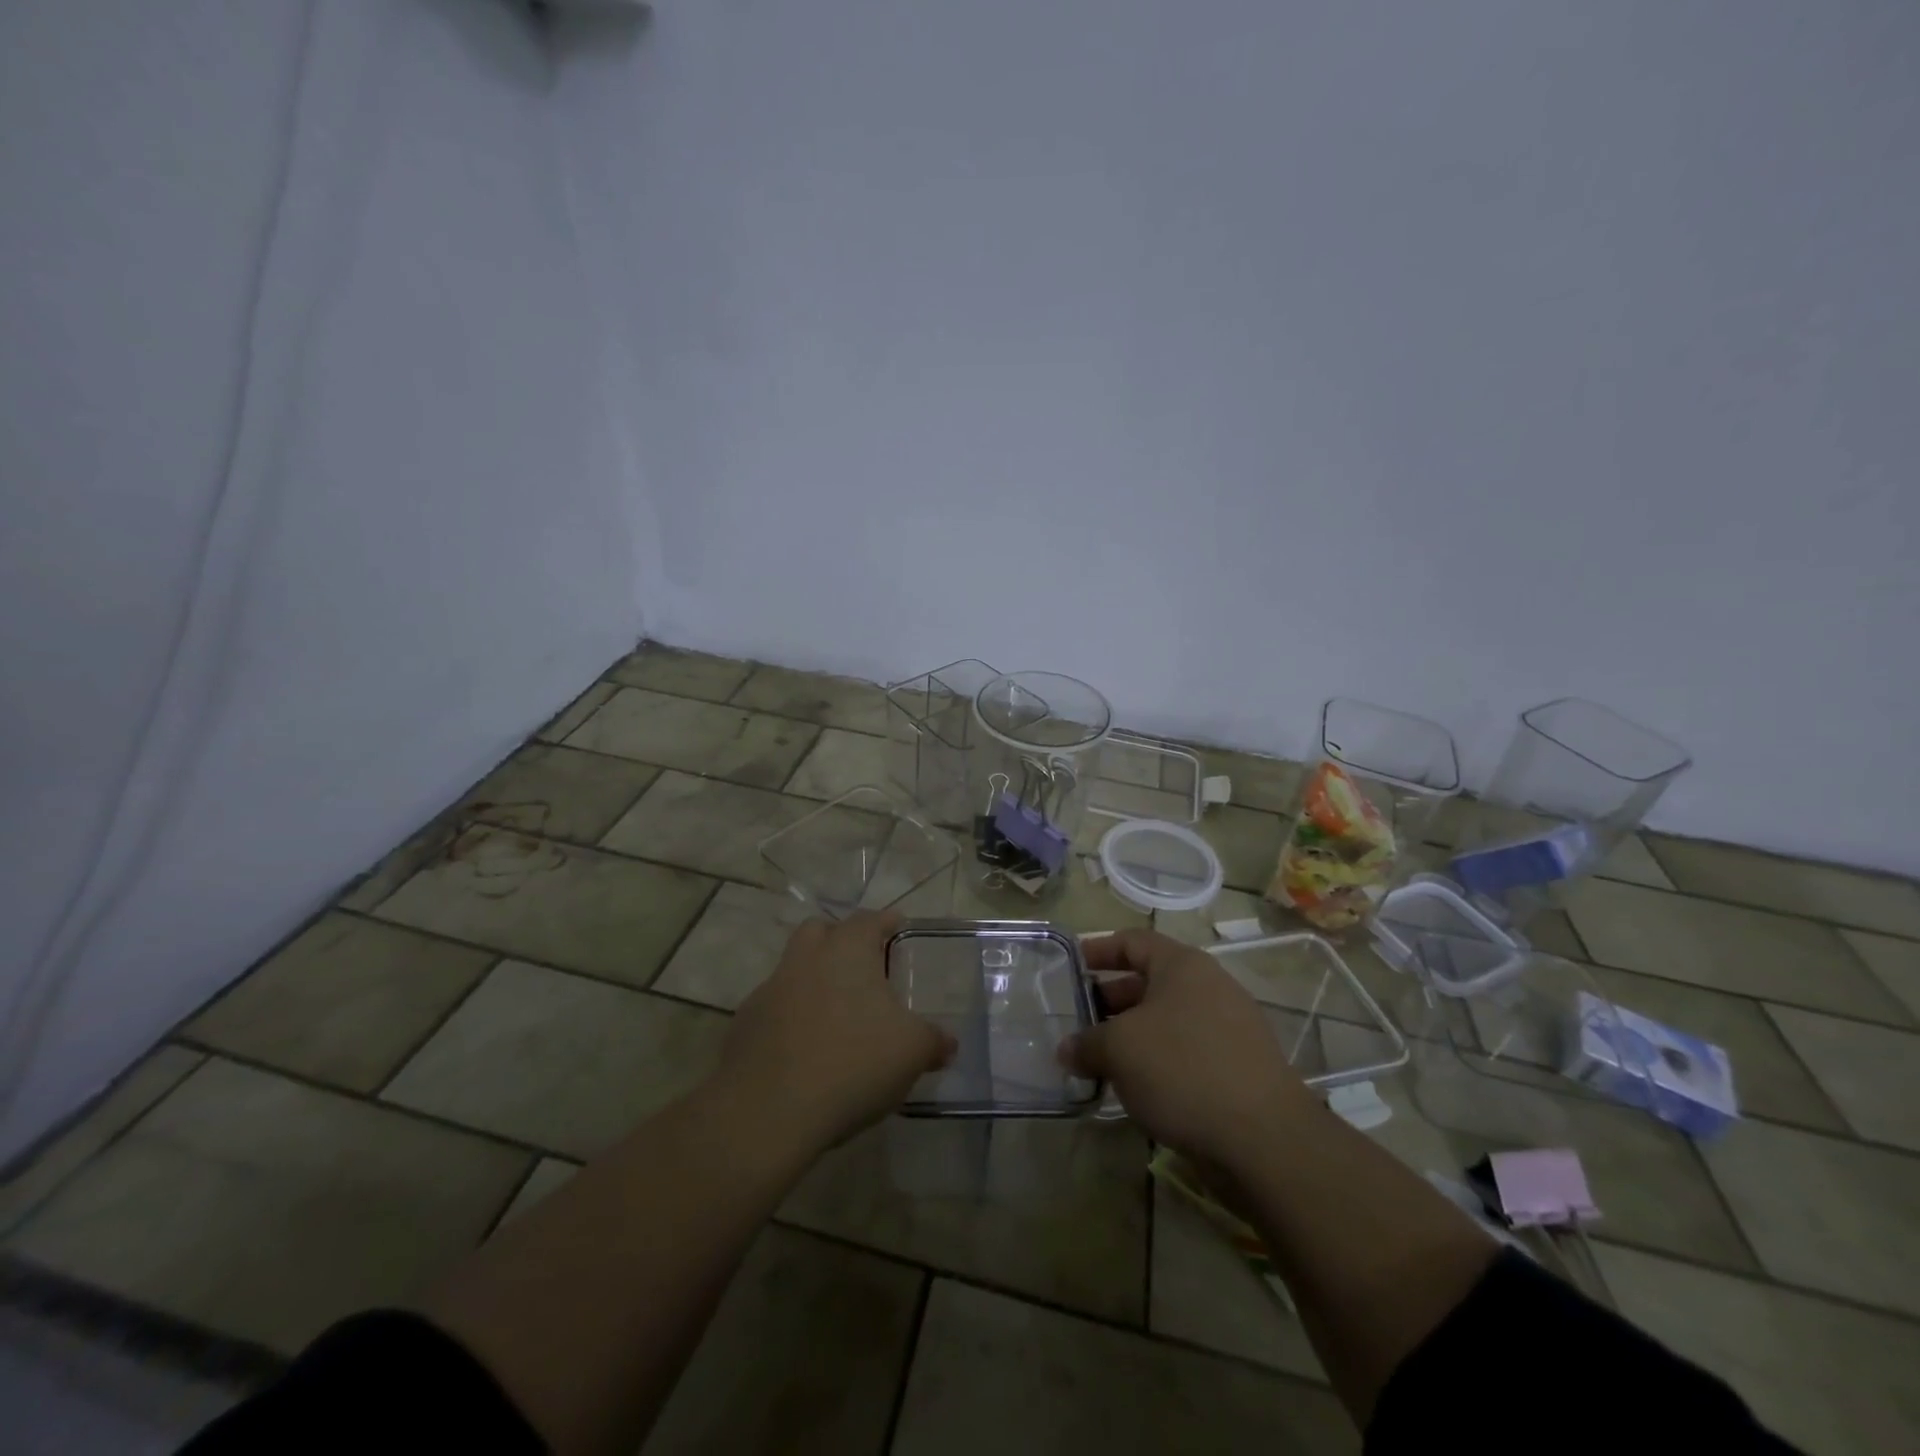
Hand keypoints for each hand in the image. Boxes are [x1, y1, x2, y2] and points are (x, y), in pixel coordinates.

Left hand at [720, 911, 954, 1151]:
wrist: (766, 1112)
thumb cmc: (852, 1063)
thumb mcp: (911, 1052)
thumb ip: (933, 1041)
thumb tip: (946, 1043)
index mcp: (846, 949)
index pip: (870, 919)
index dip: (887, 922)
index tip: (899, 929)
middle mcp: (805, 958)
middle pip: (821, 932)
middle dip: (840, 940)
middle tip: (863, 967)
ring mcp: (769, 990)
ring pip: (794, 969)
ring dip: (813, 981)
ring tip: (837, 1015)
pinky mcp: (744, 1026)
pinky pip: (774, 1009)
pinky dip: (791, 1018)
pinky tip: (806, 1050)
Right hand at [1061, 928, 1314, 1168]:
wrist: (1265, 1139)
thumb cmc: (1183, 1070)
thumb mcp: (1119, 1050)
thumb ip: (1086, 1043)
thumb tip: (1067, 1049)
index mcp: (1182, 965)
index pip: (1133, 941)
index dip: (1099, 949)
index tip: (1071, 965)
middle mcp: (1210, 986)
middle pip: (1150, 981)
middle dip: (1111, 999)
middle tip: (1079, 1020)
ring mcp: (1230, 1026)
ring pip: (1168, 1019)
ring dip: (1133, 1034)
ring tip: (1101, 1058)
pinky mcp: (1240, 1066)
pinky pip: (1188, 1050)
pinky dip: (1159, 1060)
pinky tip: (1138, 1087)